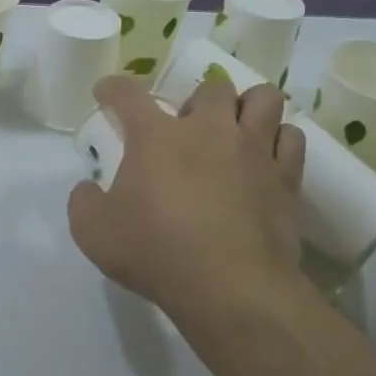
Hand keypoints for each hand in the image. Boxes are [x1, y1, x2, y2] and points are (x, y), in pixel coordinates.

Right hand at [68, 73, 307, 327]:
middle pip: (210, 88)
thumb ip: (83, 202)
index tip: (106, 92)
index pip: (129, 94)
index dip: (113, 88)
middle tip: (186, 129)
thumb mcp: (93, 232)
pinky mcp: (286, 178)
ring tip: (235, 130)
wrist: (231, 288)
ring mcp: (252, 150)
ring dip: (246, 107)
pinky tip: (265, 157)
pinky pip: (291, 137)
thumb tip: (88, 189)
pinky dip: (278, 139)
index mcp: (156, 137)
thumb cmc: (156, 253)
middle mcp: (208, 130)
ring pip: (263, 98)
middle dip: (196, 101)